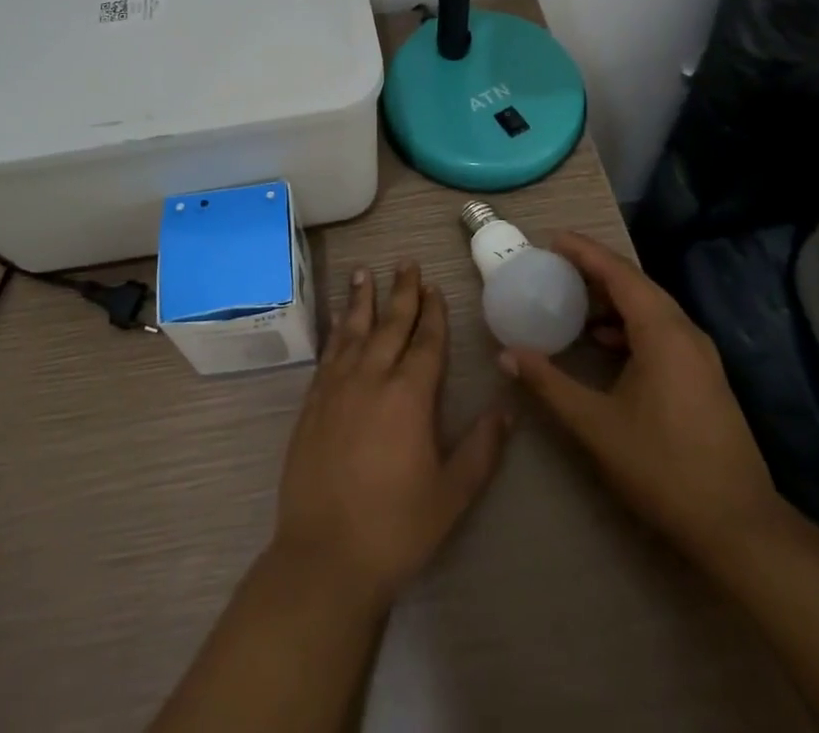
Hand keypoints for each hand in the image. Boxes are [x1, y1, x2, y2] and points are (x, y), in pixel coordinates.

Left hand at [272, 262, 511, 605]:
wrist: (325, 554)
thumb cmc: (396, 527)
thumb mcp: (451, 494)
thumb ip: (481, 449)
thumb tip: (506, 408)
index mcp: (409, 397)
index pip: (425, 342)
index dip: (433, 314)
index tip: (434, 287)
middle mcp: (372, 378)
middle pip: (390, 325)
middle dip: (402, 292)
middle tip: (407, 263)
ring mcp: (337, 387)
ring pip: (353, 330)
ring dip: (361, 299)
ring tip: (364, 271)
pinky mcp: (312, 402)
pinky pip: (328, 352)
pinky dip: (335, 329)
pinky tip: (337, 318)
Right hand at [500, 232, 782, 564]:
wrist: (740, 528)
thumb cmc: (664, 468)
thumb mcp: (596, 426)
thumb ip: (549, 384)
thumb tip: (507, 355)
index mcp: (663, 333)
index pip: (619, 273)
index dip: (584, 251)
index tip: (551, 240)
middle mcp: (686, 332)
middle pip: (636, 283)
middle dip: (595, 269)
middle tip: (554, 264)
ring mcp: (700, 355)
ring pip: (651, 307)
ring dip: (612, 297)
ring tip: (573, 298)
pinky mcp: (704, 376)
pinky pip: (661, 329)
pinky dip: (629, 323)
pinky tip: (605, 342)